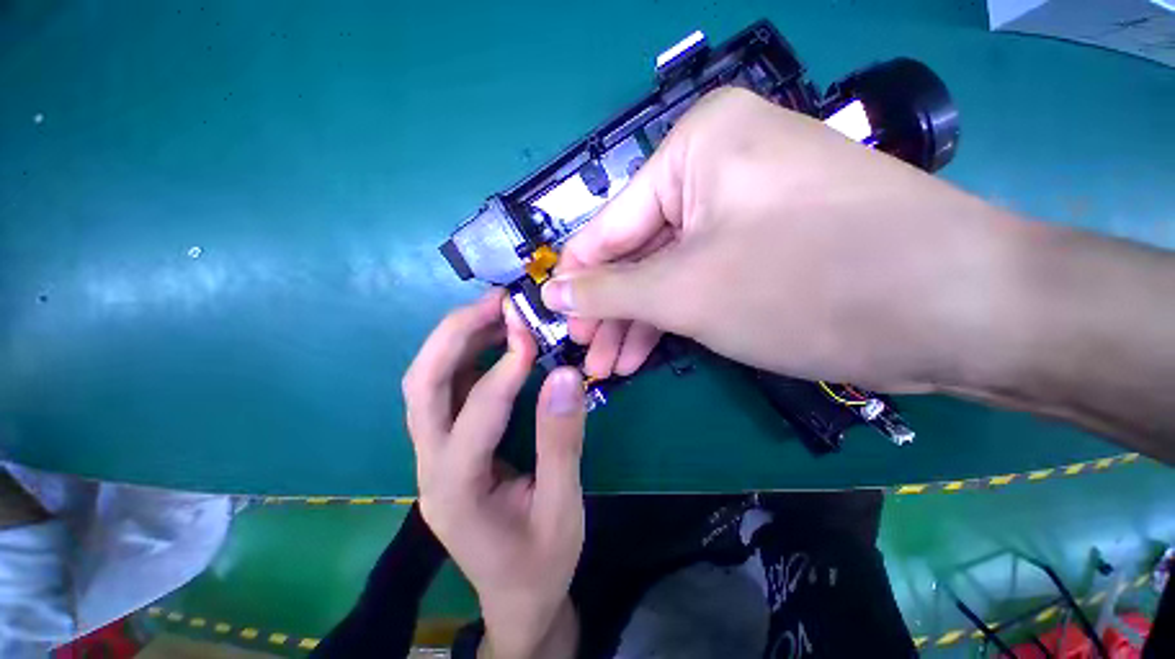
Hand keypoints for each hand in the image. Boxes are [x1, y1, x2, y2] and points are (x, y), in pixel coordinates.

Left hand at [402, 290, 583, 657]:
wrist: (516, 597)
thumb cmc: (541, 563)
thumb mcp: (562, 509)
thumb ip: (562, 442)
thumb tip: (565, 376)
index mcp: (456, 491)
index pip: (475, 417)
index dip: (504, 372)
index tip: (531, 335)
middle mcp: (430, 465)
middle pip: (422, 386)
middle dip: (455, 335)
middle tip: (497, 303)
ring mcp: (433, 453)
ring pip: (428, 382)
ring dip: (458, 338)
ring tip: (496, 311)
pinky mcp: (447, 445)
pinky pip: (447, 389)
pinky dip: (467, 355)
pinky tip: (495, 340)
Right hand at [543, 86, 1022, 391]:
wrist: (956, 309)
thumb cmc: (808, 282)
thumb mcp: (685, 290)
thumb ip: (609, 290)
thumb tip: (554, 291)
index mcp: (694, 150)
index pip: (610, 225)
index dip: (578, 277)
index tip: (554, 316)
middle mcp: (717, 167)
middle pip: (638, 251)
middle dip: (610, 307)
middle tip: (587, 353)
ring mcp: (744, 207)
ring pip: (667, 271)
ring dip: (638, 320)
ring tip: (611, 366)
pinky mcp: (767, 244)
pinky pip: (699, 279)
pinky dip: (672, 316)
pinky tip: (646, 351)